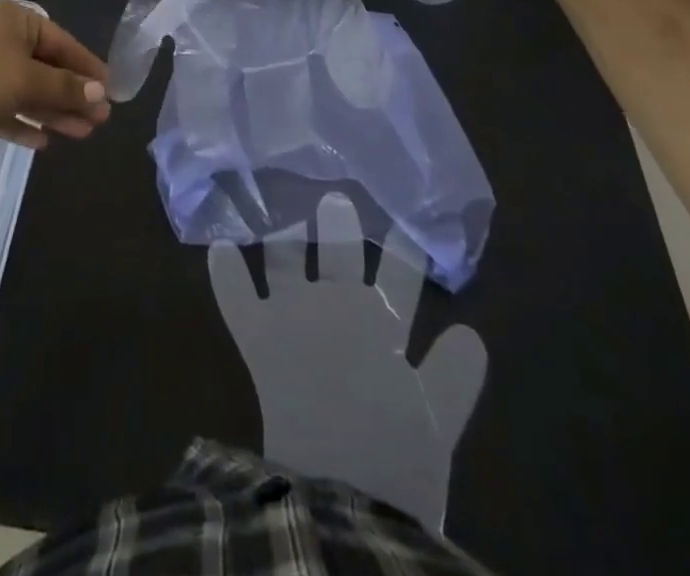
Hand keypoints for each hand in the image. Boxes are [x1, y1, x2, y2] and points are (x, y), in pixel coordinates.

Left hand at [0, 0, 110, 156]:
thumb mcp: (29, 81)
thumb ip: (66, 89)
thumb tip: (100, 94)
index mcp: (15, 20)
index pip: (62, 42)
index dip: (87, 67)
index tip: (110, 91)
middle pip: (45, 68)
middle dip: (72, 95)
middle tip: (99, 121)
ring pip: (25, 90)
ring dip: (52, 112)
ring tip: (81, 134)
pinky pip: (2, 108)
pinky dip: (22, 122)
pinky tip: (43, 142)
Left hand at [208, 193, 485, 530]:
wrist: (340, 493)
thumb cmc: (394, 465)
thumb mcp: (436, 426)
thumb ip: (454, 378)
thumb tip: (471, 334)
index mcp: (384, 326)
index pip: (401, 278)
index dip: (404, 252)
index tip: (405, 225)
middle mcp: (339, 306)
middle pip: (340, 254)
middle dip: (339, 225)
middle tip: (334, 198)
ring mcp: (295, 316)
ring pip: (286, 263)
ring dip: (282, 238)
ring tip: (279, 216)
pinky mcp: (260, 337)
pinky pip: (236, 298)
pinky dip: (226, 273)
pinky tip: (218, 246)